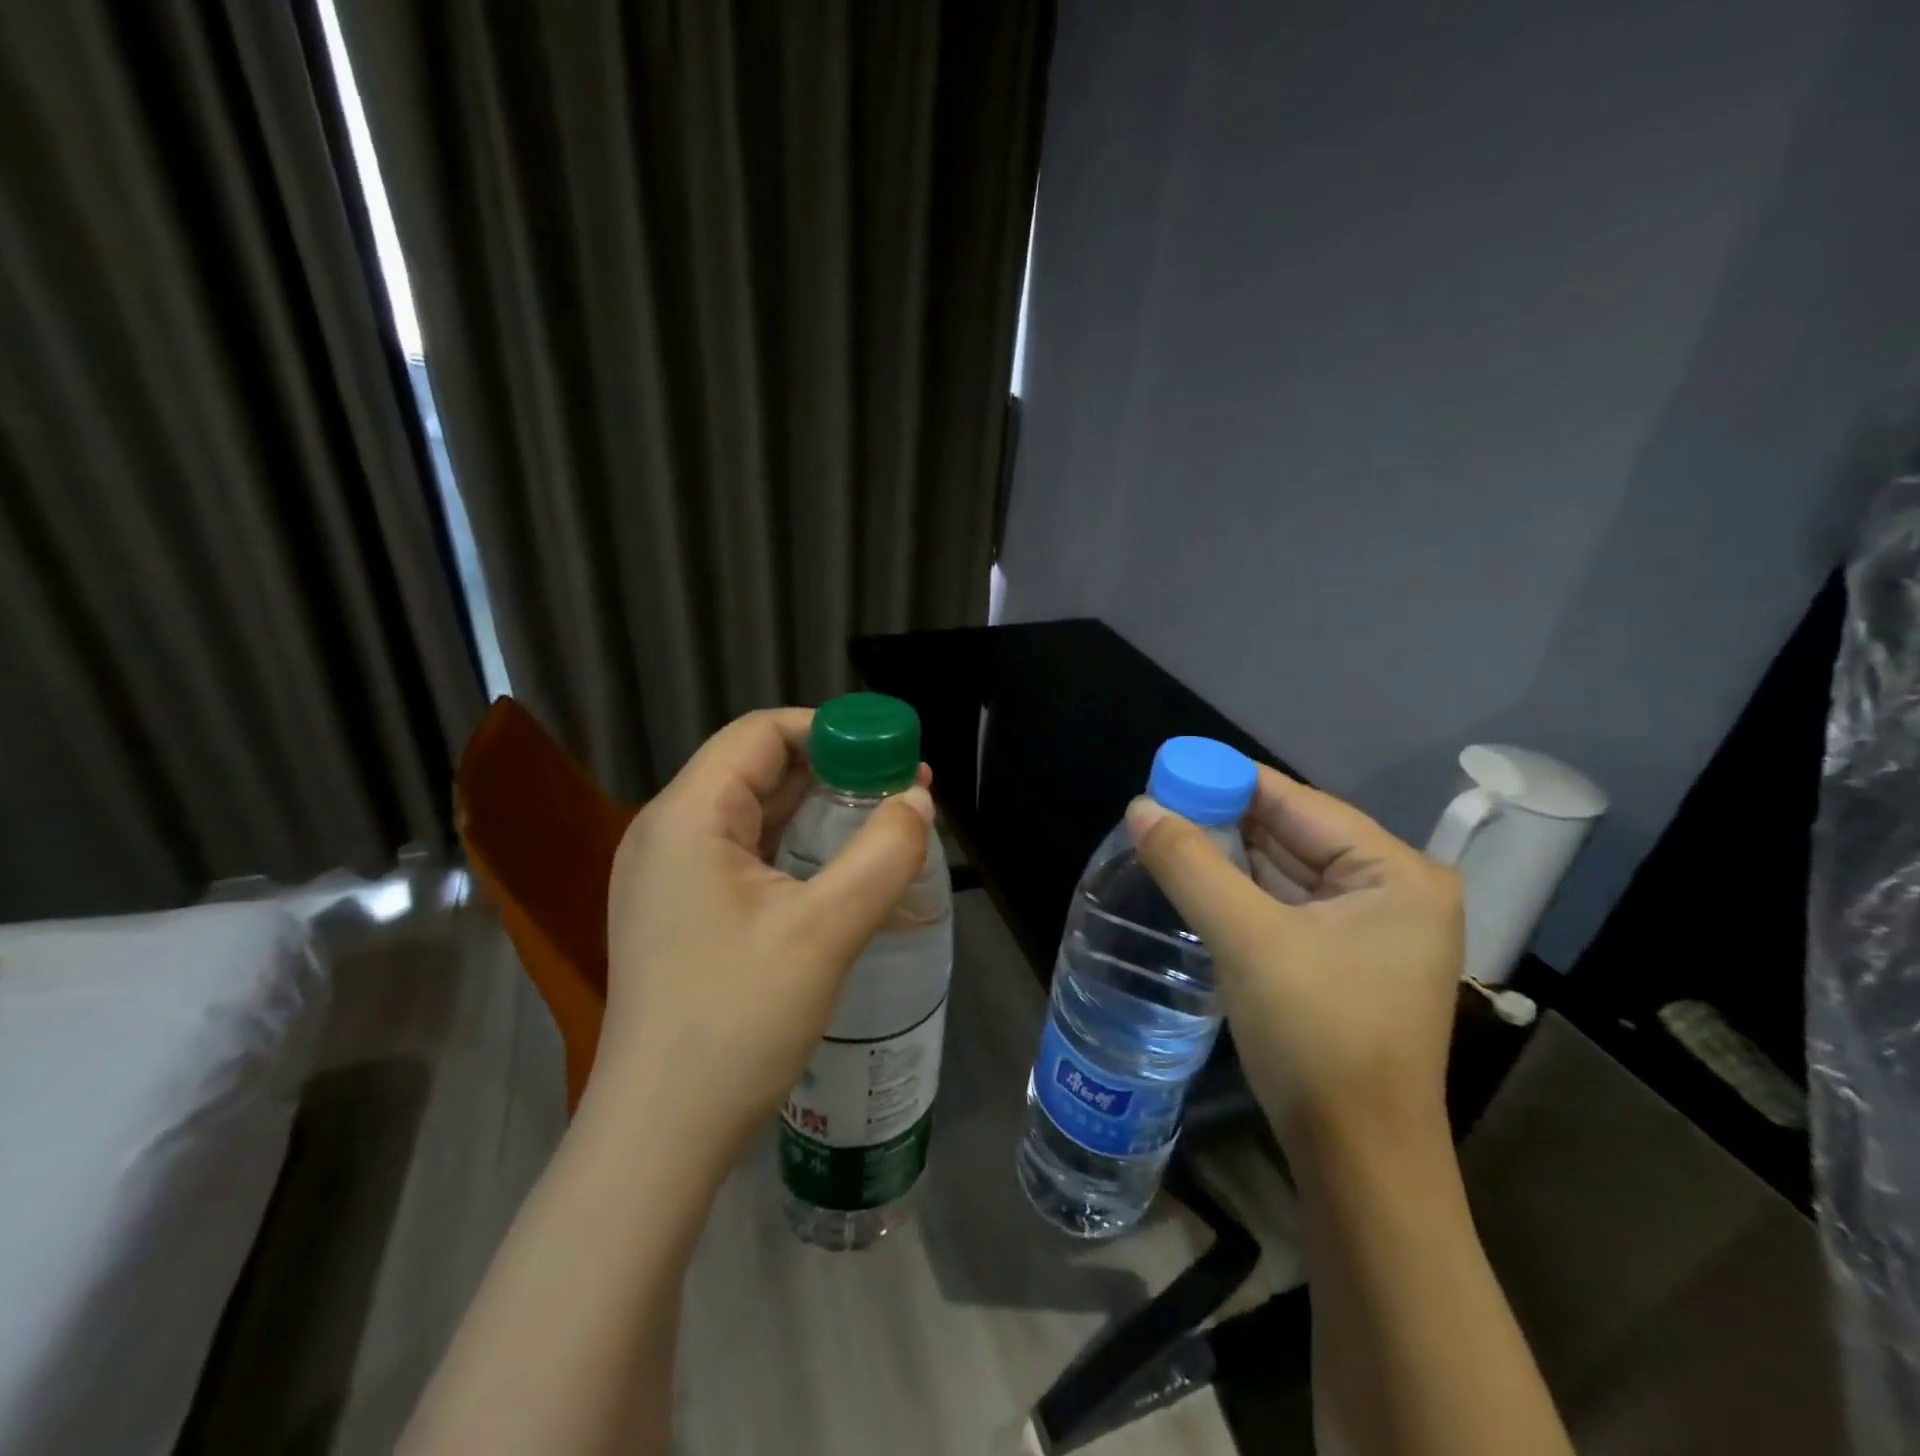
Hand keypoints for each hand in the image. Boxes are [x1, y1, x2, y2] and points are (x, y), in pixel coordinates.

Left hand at [592, 708, 934, 1174]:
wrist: (660, 1136)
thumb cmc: (736, 1022)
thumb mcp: (825, 931)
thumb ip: (882, 855)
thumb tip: (918, 801)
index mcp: (687, 817)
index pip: (761, 733)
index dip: (831, 731)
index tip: (890, 753)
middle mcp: (668, 834)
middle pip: (757, 769)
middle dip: (833, 771)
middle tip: (901, 791)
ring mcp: (670, 877)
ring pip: (753, 814)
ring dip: (817, 811)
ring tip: (883, 824)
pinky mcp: (682, 913)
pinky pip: (745, 855)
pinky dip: (795, 848)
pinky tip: (839, 870)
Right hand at [1126, 767, 1462, 1145]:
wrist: (1358, 1162)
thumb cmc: (1317, 1036)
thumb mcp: (1247, 939)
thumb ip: (1191, 865)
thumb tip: (1140, 806)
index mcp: (1396, 873)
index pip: (1300, 803)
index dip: (1231, 780)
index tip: (1171, 768)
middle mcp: (1395, 891)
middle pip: (1295, 835)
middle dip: (1227, 819)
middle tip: (1160, 803)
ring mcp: (1375, 930)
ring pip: (1288, 871)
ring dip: (1231, 856)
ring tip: (1168, 833)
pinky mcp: (1348, 961)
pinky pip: (1288, 906)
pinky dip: (1244, 892)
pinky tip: (1200, 879)